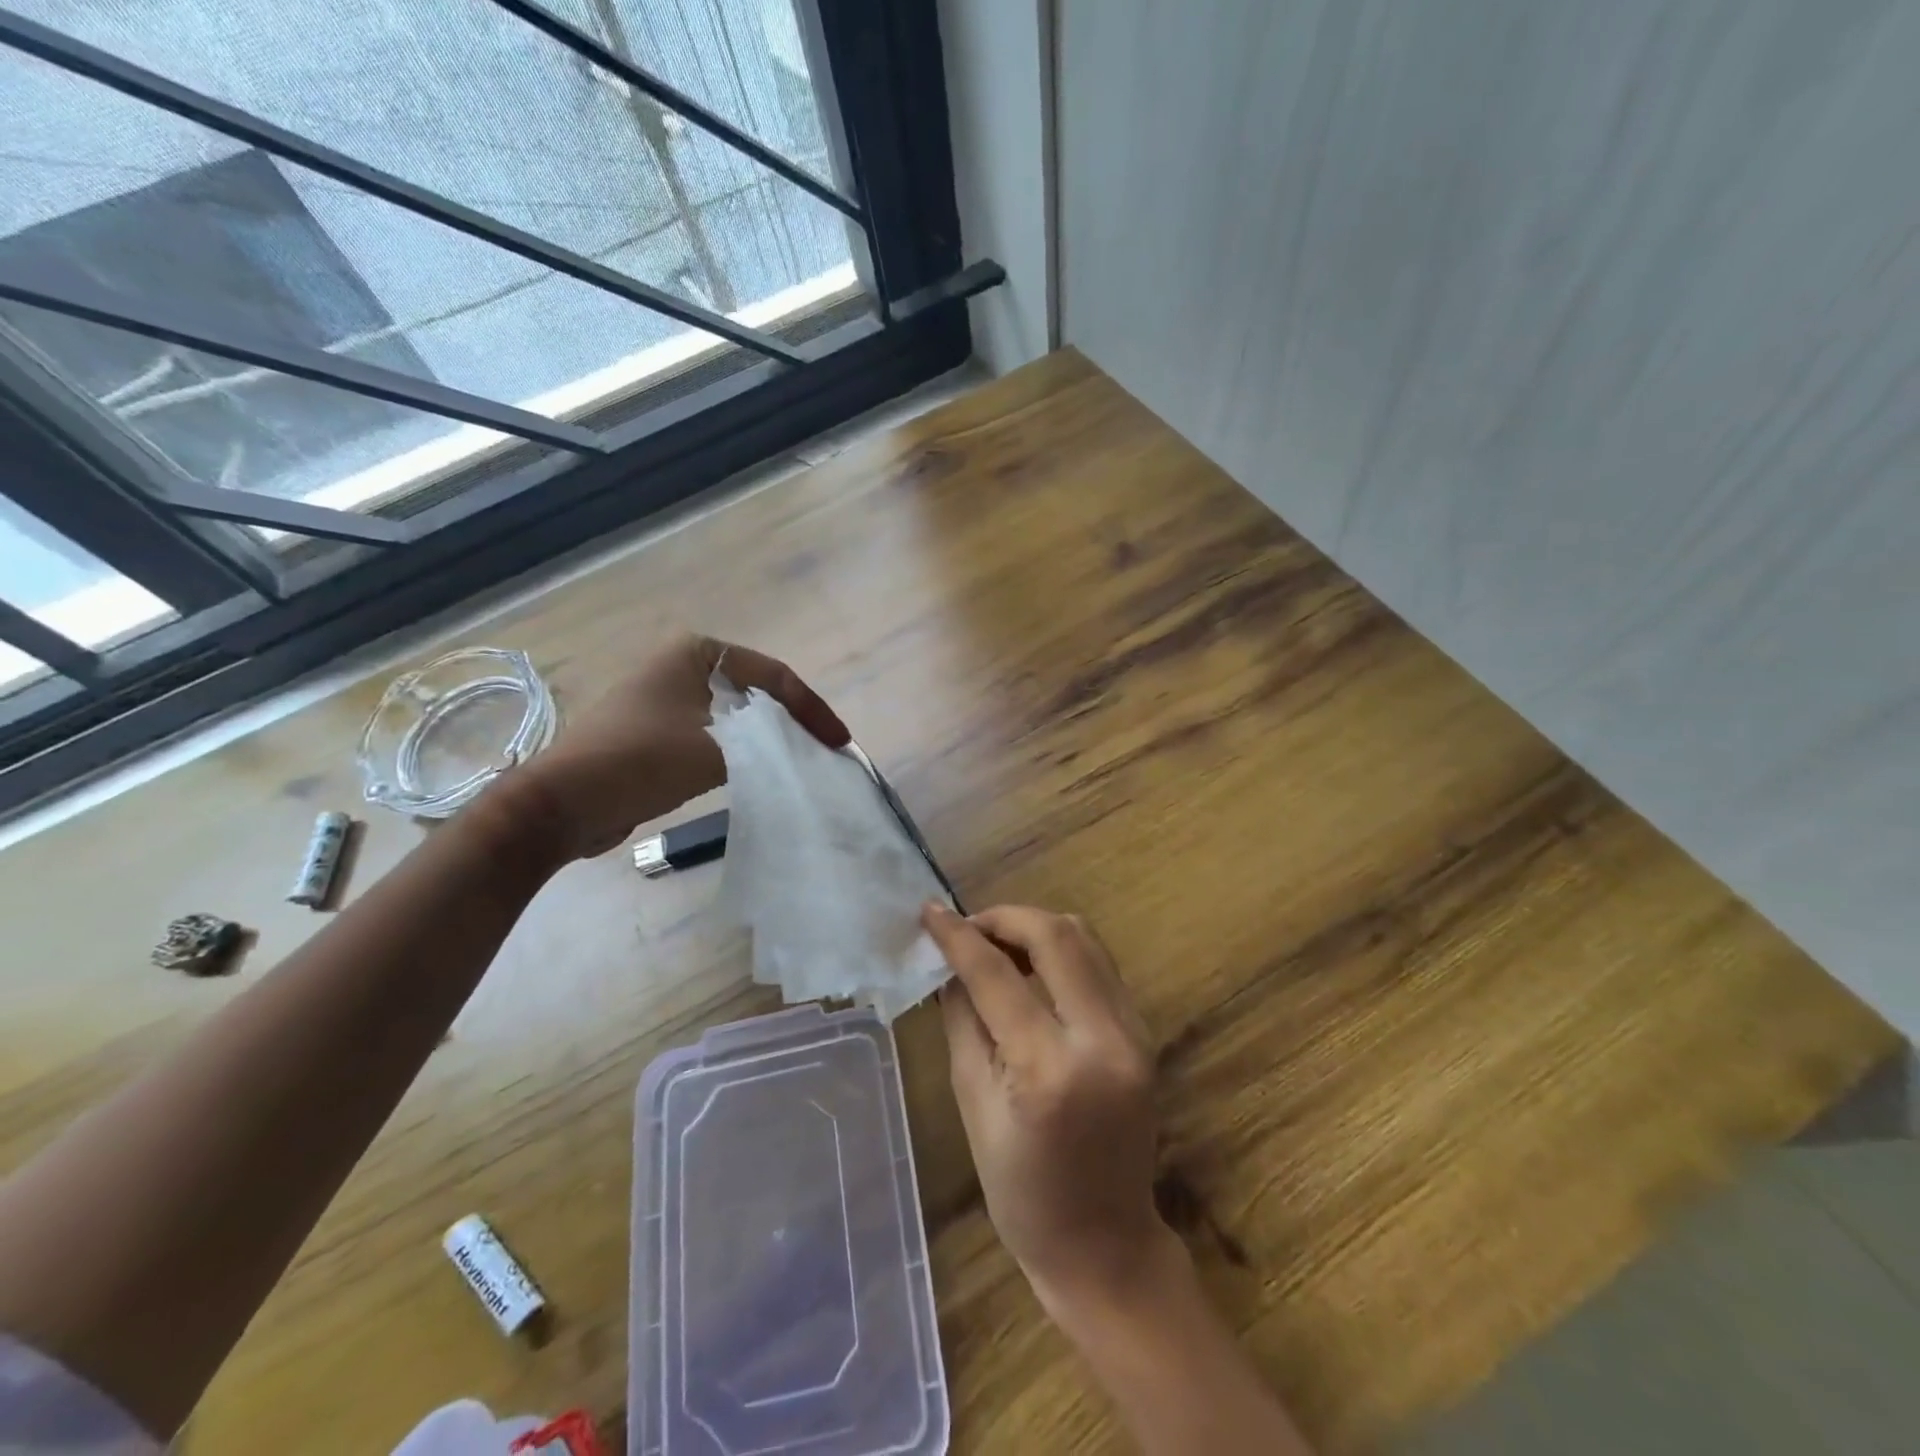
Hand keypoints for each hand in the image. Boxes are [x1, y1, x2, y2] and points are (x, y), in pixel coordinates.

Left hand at [510, 632, 847, 859]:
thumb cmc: (640, 760)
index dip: (811, 709)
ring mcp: (670, 700)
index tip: (838, 743)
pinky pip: (717, 736)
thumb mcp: (716, 749)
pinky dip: (744, 753)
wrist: (562, 803)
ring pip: (738, 717)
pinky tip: (763, 773)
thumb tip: (801, 754)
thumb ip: (767, 746)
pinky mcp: (661, 733)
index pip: (774, 676)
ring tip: (803, 763)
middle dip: (793, 723)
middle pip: (759, 694)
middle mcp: (683, 667)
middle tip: (825, 753)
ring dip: (770, 739)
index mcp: (697, 653)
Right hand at [920, 902, 1168, 1315]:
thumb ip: (962, 1020)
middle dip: (1004, 917)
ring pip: (1084, 939)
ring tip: (995, 944)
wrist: (1105, 1245)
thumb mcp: (974, 1104)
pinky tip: (1031, 968)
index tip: (930, 911)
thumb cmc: (1022, 1193)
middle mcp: (1103, 1039)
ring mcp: (1134, 1033)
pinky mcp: (1144, 1033)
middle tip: (967, 928)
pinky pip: (1099, 965)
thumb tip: (949, 962)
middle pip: (1055, 935)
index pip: (997, 975)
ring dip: (1034, 928)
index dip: (958, 936)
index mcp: (1050, 1070)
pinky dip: (1060, 951)